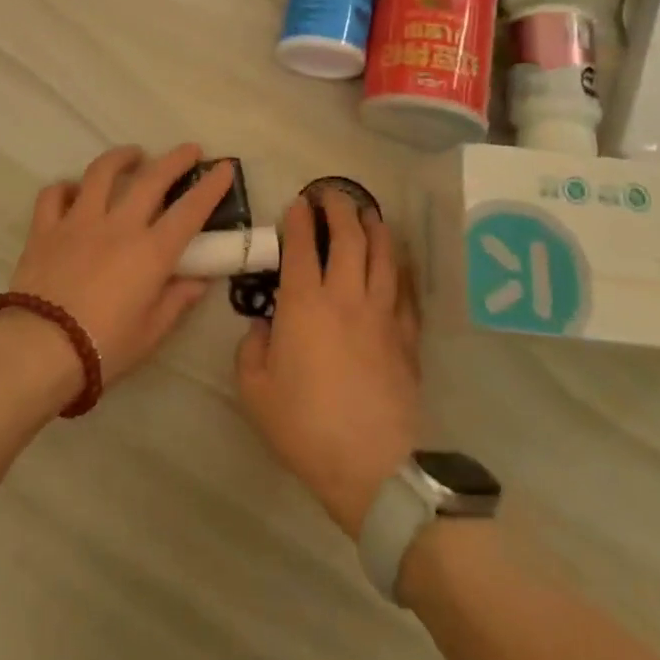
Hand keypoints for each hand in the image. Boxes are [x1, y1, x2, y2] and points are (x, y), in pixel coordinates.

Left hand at [2, 144, 234, 388]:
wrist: (40, 350)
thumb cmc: (103, 348)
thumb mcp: (150, 333)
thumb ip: (176, 301)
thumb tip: (198, 281)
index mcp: (151, 252)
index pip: (190, 210)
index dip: (210, 187)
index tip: (224, 167)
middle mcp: (118, 226)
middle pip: (151, 179)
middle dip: (175, 160)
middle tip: (189, 150)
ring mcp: (78, 222)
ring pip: (100, 173)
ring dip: (120, 158)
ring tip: (132, 155)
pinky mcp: (45, 229)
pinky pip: (54, 195)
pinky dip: (65, 188)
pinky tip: (73, 191)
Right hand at [236, 188, 420, 537]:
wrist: (371, 466)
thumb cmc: (304, 427)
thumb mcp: (255, 391)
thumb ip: (252, 349)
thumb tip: (265, 328)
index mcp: (304, 304)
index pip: (300, 247)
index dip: (298, 220)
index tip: (297, 203)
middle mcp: (345, 297)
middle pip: (347, 238)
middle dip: (338, 208)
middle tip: (332, 194)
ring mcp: (382, 314)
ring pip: (382, 256)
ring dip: (374, 227)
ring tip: (369, 212)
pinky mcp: (406, 336)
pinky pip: (405, 290)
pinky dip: (399, 267)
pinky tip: (397, 260)